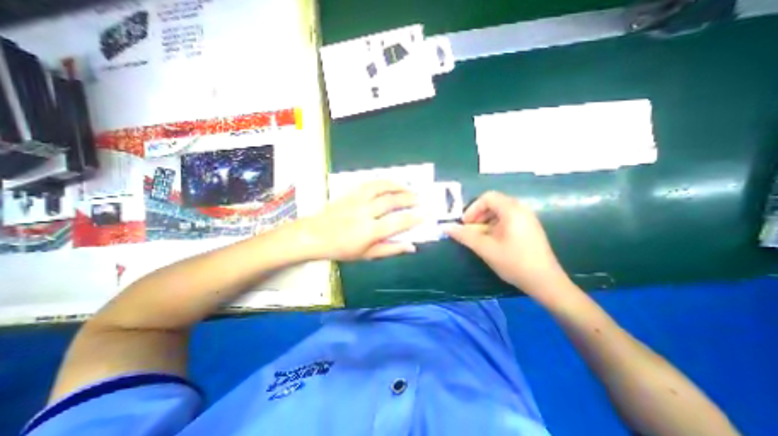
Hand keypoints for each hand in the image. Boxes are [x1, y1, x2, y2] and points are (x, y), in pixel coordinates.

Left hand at [293, 180, 423, 260]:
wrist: (314, 235)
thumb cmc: (341, 249)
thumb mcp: (367, 255)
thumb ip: (390, 250)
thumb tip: (411, 247)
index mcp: (370, 231)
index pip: (398, 223)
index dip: (414, 218)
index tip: (426, 214)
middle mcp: (365, 213)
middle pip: (391, 202)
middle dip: (409, 198)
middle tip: (419, 198)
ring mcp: (357, 200)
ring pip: (381, 187)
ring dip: (397, 185)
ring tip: (408, 186)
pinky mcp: (350, 193)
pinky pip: (369, 183)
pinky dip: (382, 182)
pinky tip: (389, 183)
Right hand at [447, 192, 569, 295]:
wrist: (546, 282)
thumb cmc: (514, 262)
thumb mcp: (485, 249)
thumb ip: (464, 236)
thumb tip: (445, 227)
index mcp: (512, 211)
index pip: (487, 197)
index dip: (473, 209)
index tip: (465, 224)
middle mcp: (521, 210)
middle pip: (494, 203)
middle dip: (478, 215)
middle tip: (470, 230)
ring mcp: (527, 219)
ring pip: (500, 212)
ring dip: (485, 221)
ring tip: (479, 237)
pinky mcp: (529, 228)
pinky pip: (508, 219)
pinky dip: (495, 225)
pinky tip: (492, 240)